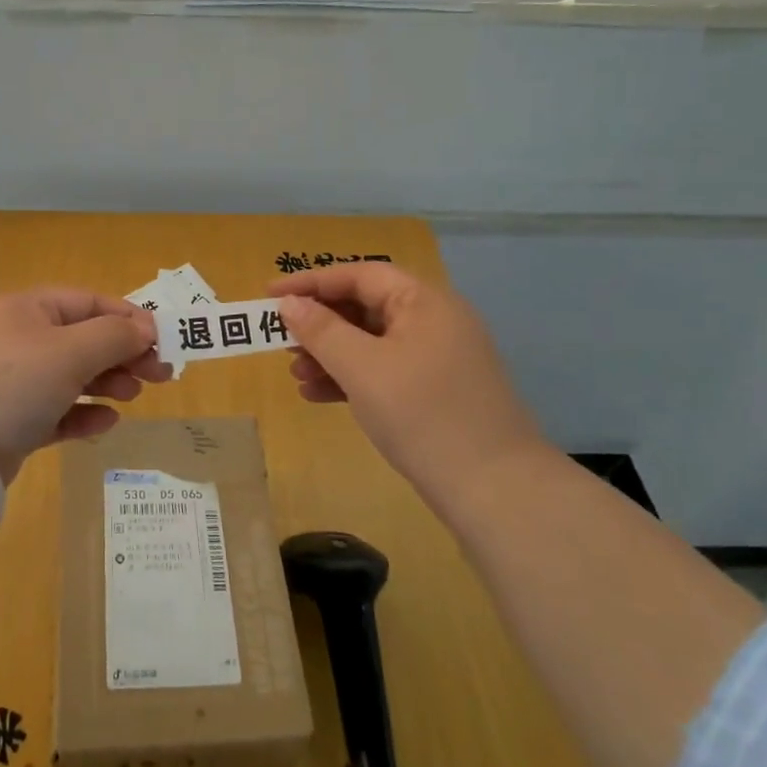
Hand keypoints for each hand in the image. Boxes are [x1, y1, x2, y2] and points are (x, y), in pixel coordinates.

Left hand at [0, 287, 170, 475]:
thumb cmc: (14, 383)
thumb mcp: (70, 351)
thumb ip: (113, 337)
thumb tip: (143, 331)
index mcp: (29, 309)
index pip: (89, 302)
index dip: (128, 318)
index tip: (162, 341)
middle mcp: (20, 339)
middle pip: (84, 339)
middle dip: (123, 354)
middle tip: (161, 375)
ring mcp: (14, 381)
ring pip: (72, 376)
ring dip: (107, 383)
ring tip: (134, 396)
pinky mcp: (12, 420)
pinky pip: (57, 410)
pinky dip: (82, 414)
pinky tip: (106, 423)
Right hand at [274, 262, 542, 484]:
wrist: (496, 491)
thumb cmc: (423, 415)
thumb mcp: (362, 368)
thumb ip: (321, 331)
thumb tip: (289, 303)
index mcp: (423, 302)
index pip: (359, 275)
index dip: (311, 282)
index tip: (269, 294)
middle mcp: (433, 321)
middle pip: (365, 307)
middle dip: (319, 323)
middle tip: (281, 340)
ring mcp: (437, 358)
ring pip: (371, 342)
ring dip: (330, 354)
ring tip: (295, 374)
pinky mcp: (435, 392)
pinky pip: (383, 371)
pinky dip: (349, 378)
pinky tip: (317, 395)